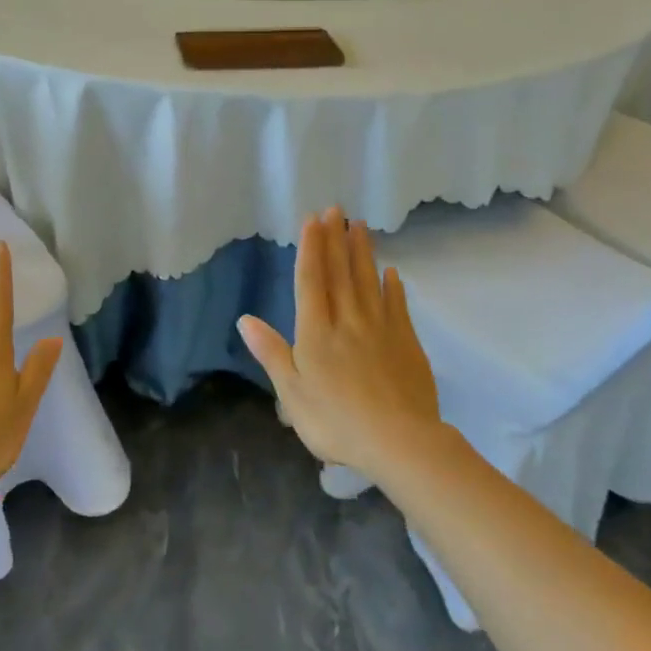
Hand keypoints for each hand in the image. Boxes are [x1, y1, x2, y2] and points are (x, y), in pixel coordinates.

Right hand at [237, 208, 441, 481]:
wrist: (399, 441)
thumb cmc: (336, 421)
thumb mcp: (292, 393)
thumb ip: (271, 352)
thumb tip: (244, 319)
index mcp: (316, 332)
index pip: (311, 281)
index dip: (310, 249)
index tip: (312, 219)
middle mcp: (347, 320)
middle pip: (340, 273)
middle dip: (335, 239)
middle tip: (336, 209)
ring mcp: (380, 328)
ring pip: (368, 281)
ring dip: (362, 252)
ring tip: (360, 225)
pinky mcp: (406, 342)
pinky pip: (397, 305)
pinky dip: (393, 286)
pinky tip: (391, 272)